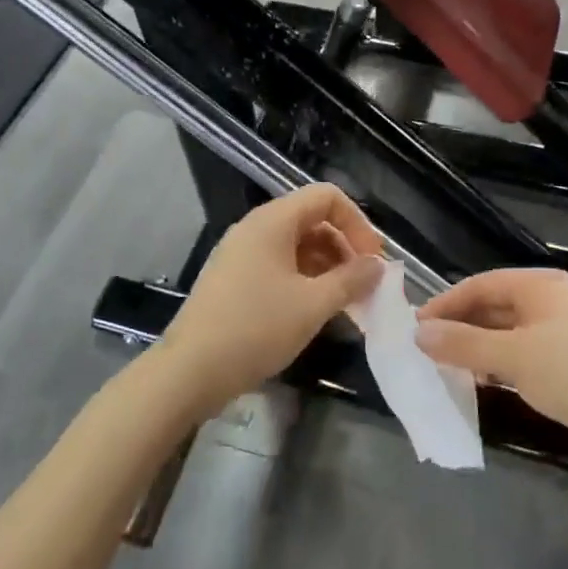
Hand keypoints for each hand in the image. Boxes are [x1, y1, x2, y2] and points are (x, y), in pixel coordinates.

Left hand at [157, 184, 384, 415]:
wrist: (189, 371)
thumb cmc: (255, 329)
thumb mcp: (313, 305)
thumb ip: (351, 280)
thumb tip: (378, 266)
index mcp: (273, 220)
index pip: (327, 197)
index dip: (357, 223)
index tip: (373, 259)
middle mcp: (256, 227)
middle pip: (312, 219)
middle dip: (344, 247)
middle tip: (365, 285)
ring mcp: (241, 253)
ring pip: (296, 245)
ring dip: (326, 266)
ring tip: (346, 302)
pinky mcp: (233, 278)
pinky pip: (278, 265)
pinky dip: (304, 279)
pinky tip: (315, 310)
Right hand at [415, 267, 567, 496]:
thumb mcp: (516, 355)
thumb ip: (465, 343)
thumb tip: (419, 332)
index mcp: (541, 287)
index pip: (482, 285)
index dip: (447, 303)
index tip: (414, 326)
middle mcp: (549, 307)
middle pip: (493, 309)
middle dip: (459, 327)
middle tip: (422, 350)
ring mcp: (559, 341)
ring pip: (504, 338)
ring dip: (474, 351)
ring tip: (440, 370)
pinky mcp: (565, 374)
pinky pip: (519, 363)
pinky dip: (495, 371)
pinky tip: (476, 388)